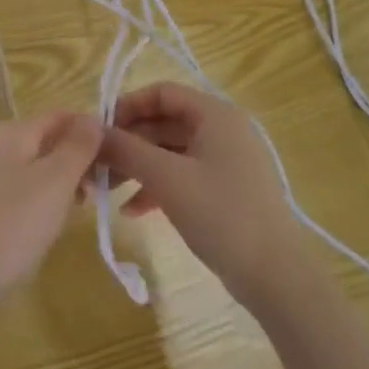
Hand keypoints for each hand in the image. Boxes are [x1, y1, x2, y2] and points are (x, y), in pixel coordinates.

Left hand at [0, 111, 102, 310]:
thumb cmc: (13, 225)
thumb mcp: (56, 181)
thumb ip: (78, 146)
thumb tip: (93, 118)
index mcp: (13, 132)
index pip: (61, 116)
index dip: (90, 131)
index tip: (115, 159)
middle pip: (45, 141)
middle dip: (76, 160)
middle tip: (100, 191)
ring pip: (31, 168)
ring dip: (59, 183)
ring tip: (78, 211)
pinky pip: (16, 193)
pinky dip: (37, 202)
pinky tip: (45, 227)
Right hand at [99, 82, 309, 313]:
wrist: (276, 276)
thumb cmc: (221, 215)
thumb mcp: (167, 179)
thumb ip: (128, 150)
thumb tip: (93, 132)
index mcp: (215, 114)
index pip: (162, 93)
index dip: (128, 105)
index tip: (98, 130)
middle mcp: (223, 129)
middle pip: (165, 122)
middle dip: (129, 142)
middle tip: (97, 164)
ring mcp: (226, 161)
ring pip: (171, 152)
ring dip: (139, 166)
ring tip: (106, 190)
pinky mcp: (226, 190)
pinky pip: (184, 175)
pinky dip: (158, 187)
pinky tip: (132, 211)